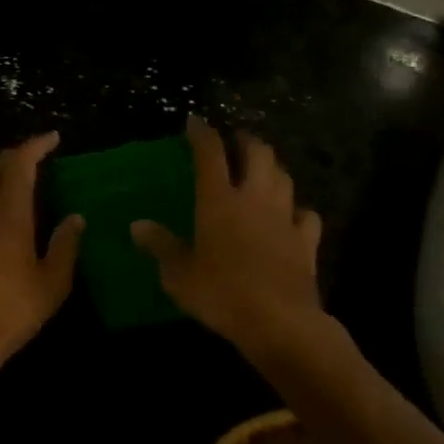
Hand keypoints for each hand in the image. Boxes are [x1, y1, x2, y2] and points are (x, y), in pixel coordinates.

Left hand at [0, 133, 83, 382]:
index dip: (35, 146)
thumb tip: (75, 218)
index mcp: (8, 216)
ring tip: (13, 174)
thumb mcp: (51, 285)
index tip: (52, 138)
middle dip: (13, 155)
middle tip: (34, 156)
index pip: (19, 166)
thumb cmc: (10, 312)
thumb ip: (65, 246)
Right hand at [132, 115, 325, 354]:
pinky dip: (297, 208)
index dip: (202, 132)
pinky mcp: (306, 240)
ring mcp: (284, 217)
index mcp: (218, 200)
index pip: (210, 153)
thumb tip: (137, 225)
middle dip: (246, 141)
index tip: (194, 121)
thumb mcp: (179, 274)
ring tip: (261, 170)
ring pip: (284, 176)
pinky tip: (291, 214)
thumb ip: (160, 246)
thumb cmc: (221, 294)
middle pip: (258, 153)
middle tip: (235, 142)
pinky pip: (306, 214)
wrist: (279, 322)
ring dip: (272, 167)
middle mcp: (254, 198)